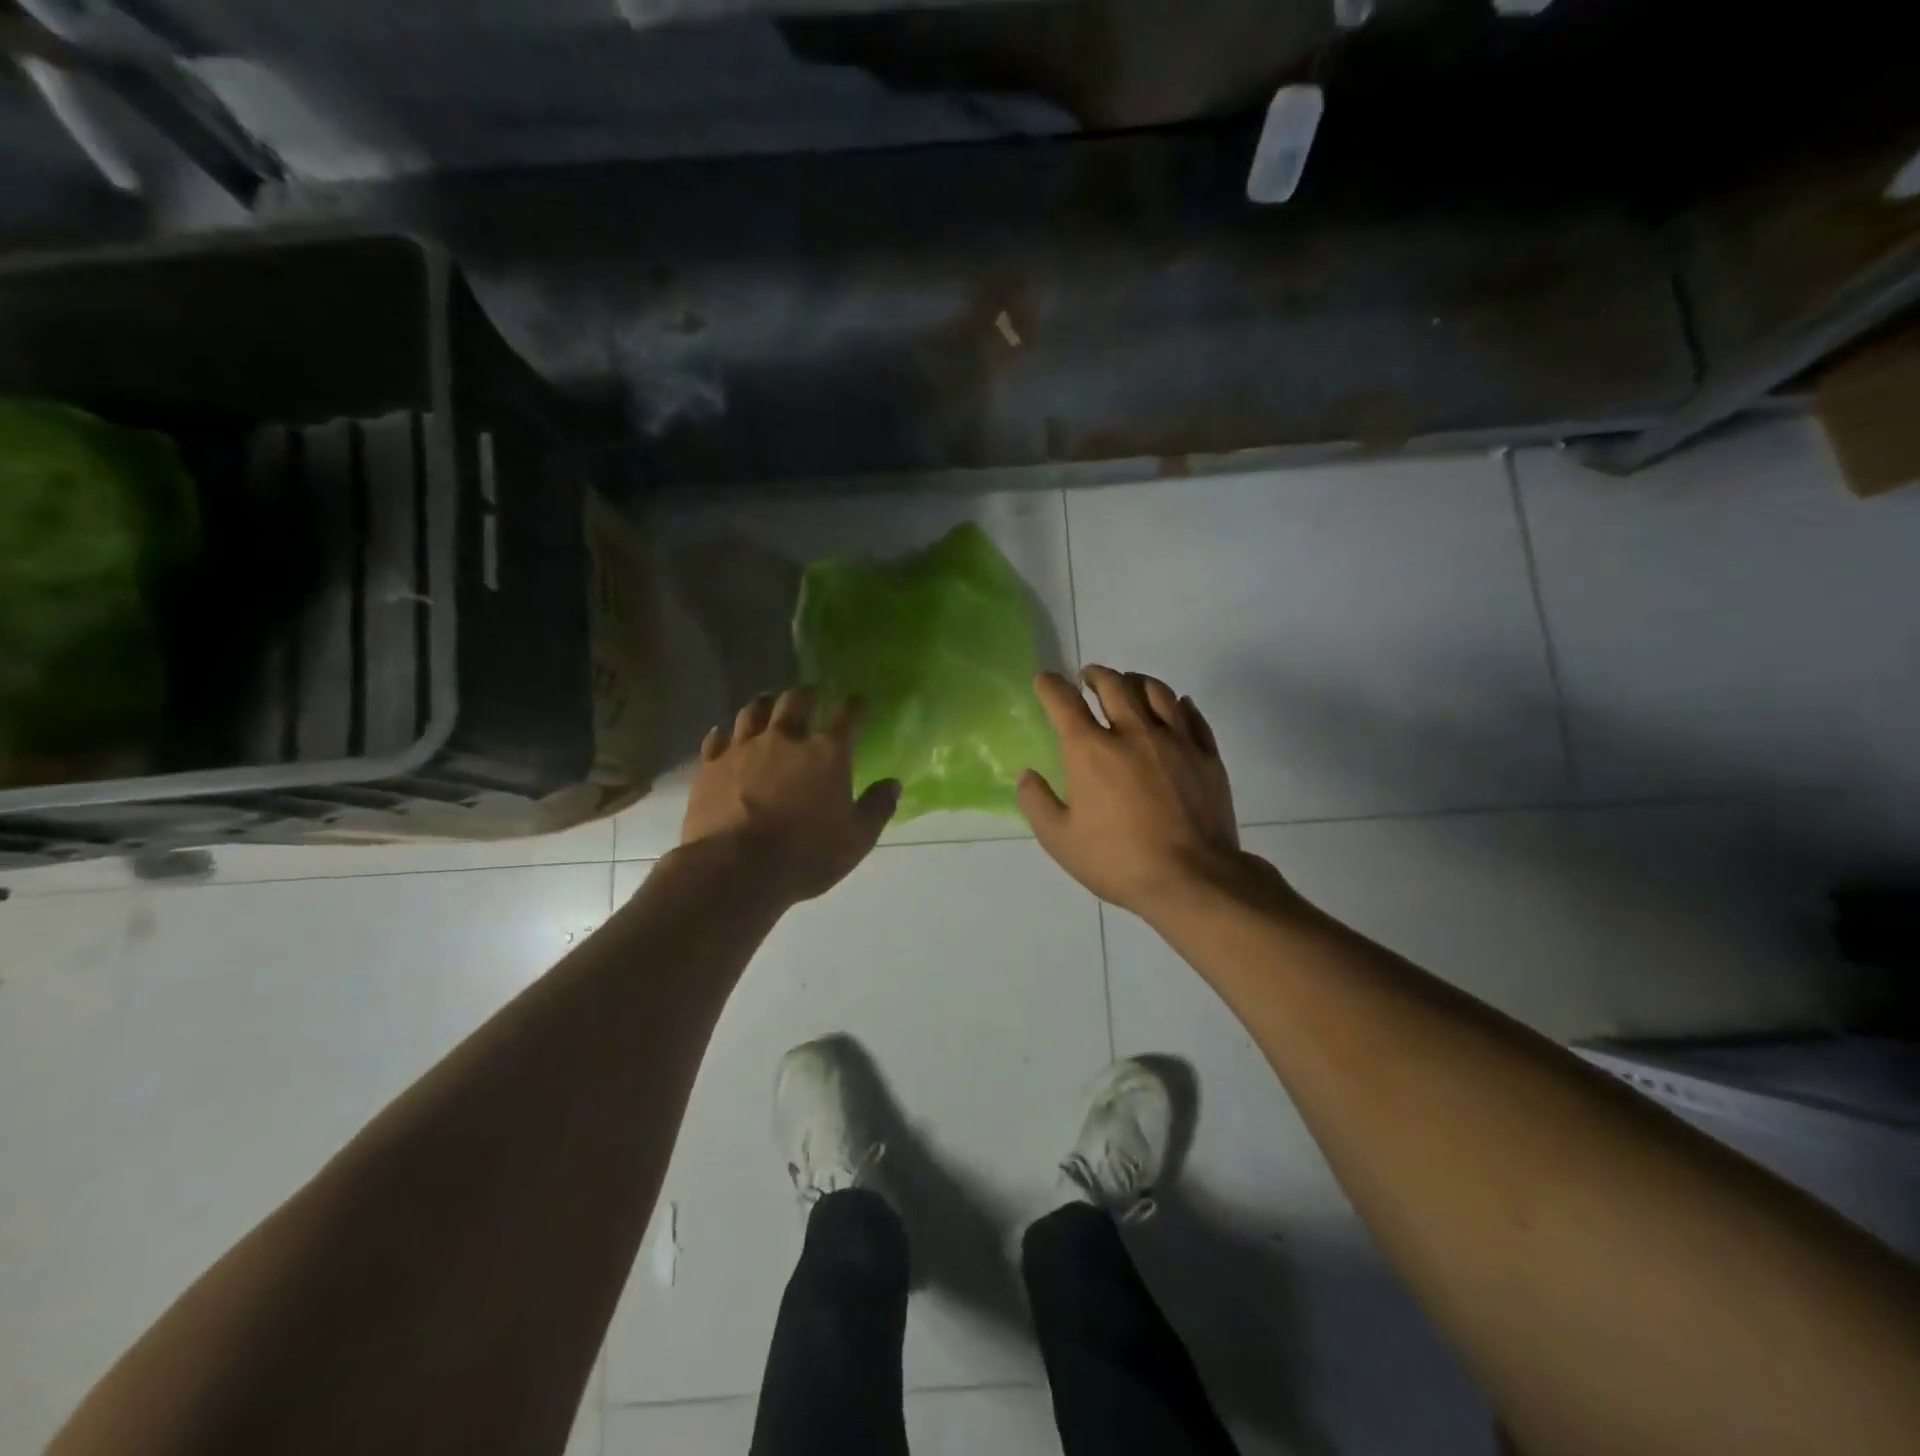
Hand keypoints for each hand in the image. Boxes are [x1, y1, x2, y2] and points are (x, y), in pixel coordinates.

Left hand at [682, 688, 899, 903]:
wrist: (736, 868)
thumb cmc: (806, 855)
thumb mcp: (856, 839)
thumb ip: (877, 808)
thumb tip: (893, 784)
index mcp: (826, 753)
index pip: (847, 716)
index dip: (856, 705)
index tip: (860, 700)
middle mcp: (784, 739)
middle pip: (795, 701)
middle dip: (806, 694)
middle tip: (811, 694)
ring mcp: (743, 749)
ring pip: (753, 711)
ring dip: (764, 704)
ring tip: (768, 704)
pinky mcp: (710, 766)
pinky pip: (716, 739)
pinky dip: (724, 735)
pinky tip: (724, 736)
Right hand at [1017, 666, 1246, 916]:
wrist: (1192, 879)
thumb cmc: (1118, 861)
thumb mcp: (1060, 841)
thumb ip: (1037, 803)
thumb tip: (1026, 775)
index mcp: (1090, 750)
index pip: (1063, 701)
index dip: (1050, 685)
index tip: (1045, 680)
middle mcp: (1133, 732)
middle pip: (1113, 684)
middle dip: (1095, 674)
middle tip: (1088, 678)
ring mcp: (1175, 740)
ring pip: (1156, 691)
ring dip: (1136, 681)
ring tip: (1129, 685)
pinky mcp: (1206, 755)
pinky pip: (1192, 716)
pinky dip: (1178, 704)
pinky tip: (1176, 706)